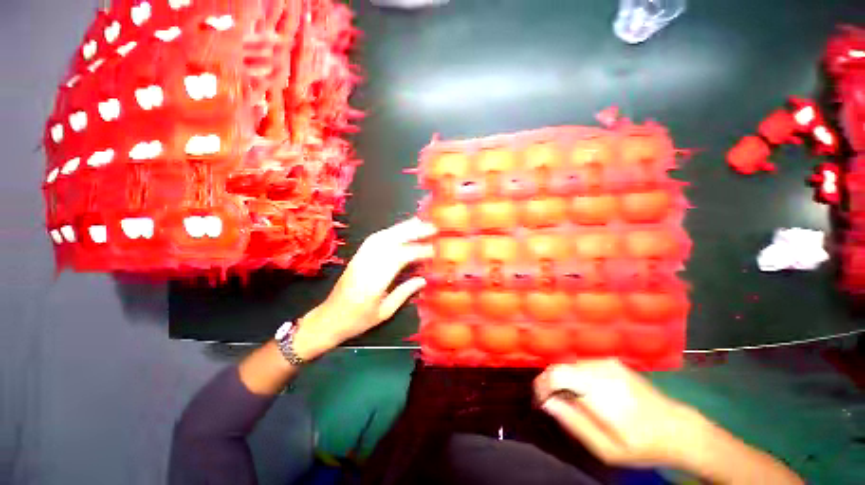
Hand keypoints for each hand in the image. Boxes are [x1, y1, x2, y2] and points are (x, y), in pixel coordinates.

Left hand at [293, 218, 436, 358]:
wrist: (328, 319)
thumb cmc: (357, 320)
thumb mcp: (384, 312)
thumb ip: (404, 293)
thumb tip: (423, 279)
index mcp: (374, 281)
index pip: (399, 258)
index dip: (418, 251)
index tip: (434, 250)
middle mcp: (366, 265)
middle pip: (390, 241)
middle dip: (412, 231)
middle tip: (430, 227)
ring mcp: (359, 258)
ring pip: (382, 236)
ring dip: (401, 228)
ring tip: (418, 223)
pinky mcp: (357, 256)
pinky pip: (374, 239)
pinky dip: (389, 231)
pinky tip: (399, 230)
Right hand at [534, 359, 698, 468]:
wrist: (679, 429)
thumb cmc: (642, 445)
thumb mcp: (606, 449)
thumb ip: (573, 423)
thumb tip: (546, 403)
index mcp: (599, 389)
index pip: (556, 375)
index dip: (541, 386)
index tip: (539, 403)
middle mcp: (600, 368)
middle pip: (560, 367)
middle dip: (549, 384)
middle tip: (552, 405)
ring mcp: (607, 362)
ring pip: (569, 364)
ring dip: (561, 380)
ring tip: (567, 401)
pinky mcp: (612, 362)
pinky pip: (582, 365)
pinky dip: (574, 376)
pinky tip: (583, 393)